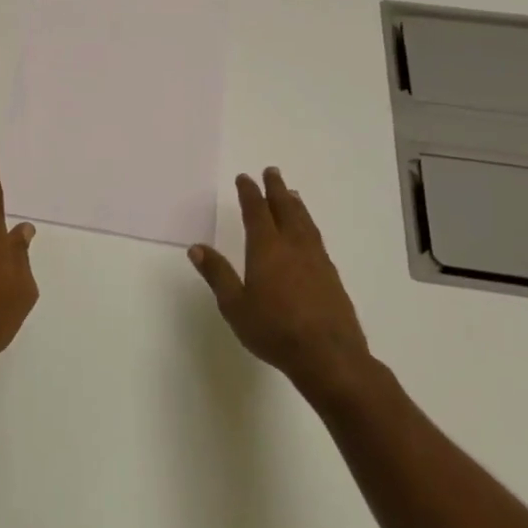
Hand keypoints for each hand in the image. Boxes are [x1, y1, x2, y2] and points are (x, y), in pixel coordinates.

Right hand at [188, 167, 370, 383]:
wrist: (329, 356)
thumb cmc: (274, 330)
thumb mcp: (235, 306)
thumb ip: (217, 275)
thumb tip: (197, 248)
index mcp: (266, 249)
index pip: (256, 212)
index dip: (249, 193)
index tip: (245, 178)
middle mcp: (293, 247)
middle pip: (285, 209)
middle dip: (276, 189)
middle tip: (272, 171)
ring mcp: (316, 261)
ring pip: (304, 222)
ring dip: (295, 205)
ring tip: (292, 194)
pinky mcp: (331, 276)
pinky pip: (316, 239)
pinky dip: (308, 225)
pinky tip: (308, 233)